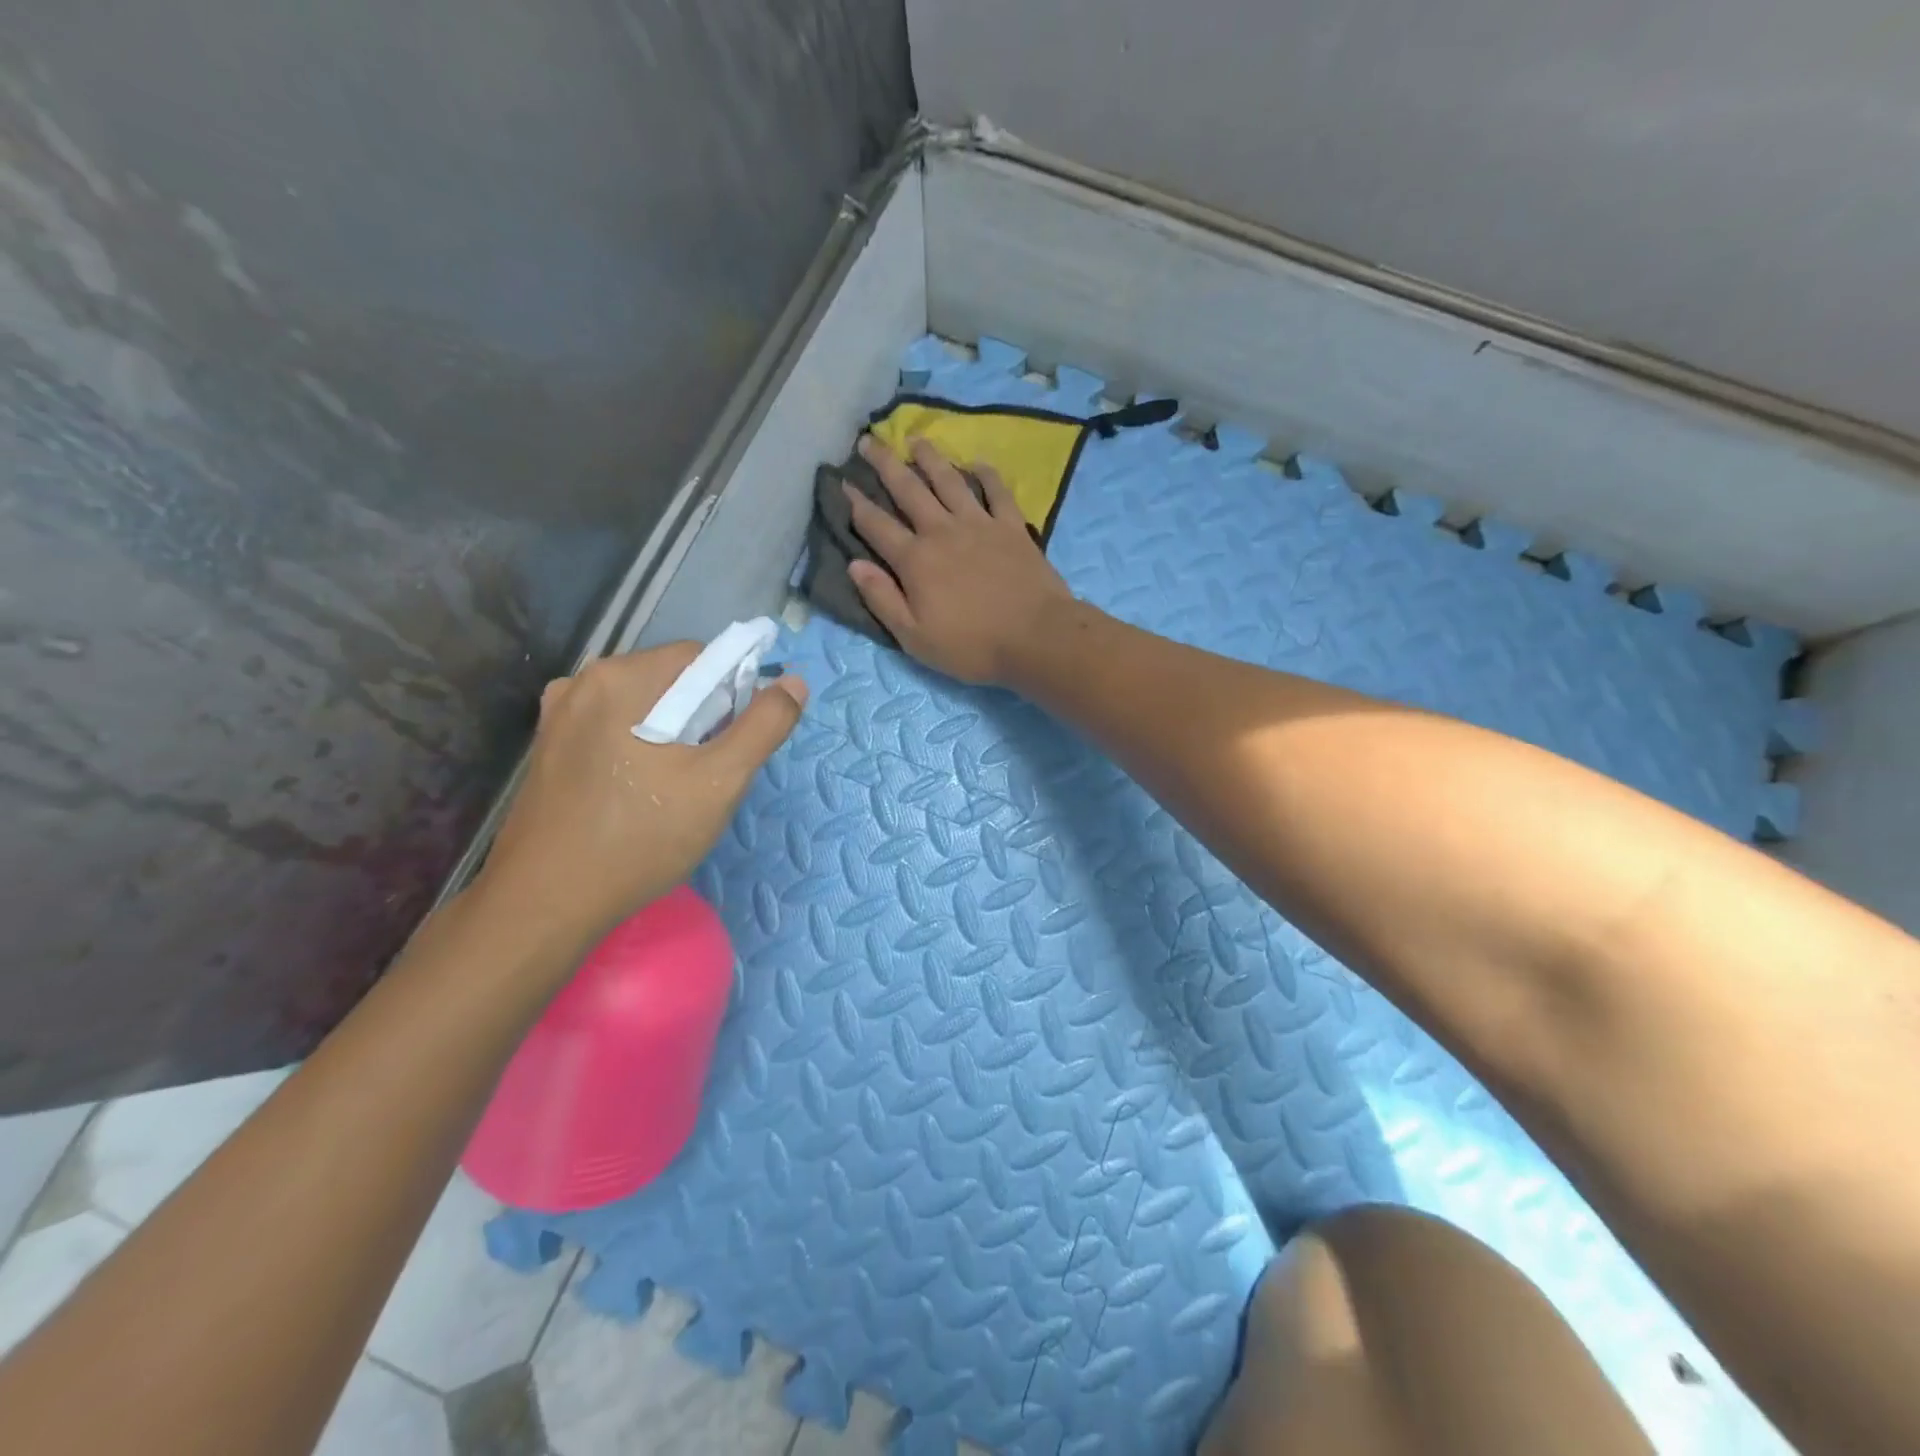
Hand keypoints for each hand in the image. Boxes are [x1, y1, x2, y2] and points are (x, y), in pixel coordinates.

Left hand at [474, 643, 806, 949]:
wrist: (545, 904)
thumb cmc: (640, 837)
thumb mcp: (719, 782)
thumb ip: (763, 727)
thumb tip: (795, 684)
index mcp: (621, 677)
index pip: (701, 658)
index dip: (732, 694)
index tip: (734, 743)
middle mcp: (583, 682)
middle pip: (670, 680)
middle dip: (702, 717)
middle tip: (708, 773)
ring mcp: (559, 716)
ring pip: (643, 707)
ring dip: (672, 735)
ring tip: (676, 788)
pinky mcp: (549, 749)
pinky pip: (613, 730)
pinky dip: (639, 748)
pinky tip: (640, 793)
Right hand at [845, 435, 1073, 685]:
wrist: (1036, 637)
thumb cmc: (972, 646)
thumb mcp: (915, 637)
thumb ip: (882, 599)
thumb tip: (854, 565)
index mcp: (915, 560)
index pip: (876, 526)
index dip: (855, 504)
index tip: (841, 482)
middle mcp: (943, 531)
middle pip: (908, 490)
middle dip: (885, 464)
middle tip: (869, 440)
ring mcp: (980, 524)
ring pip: (949, 481)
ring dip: (930, 458)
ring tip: (916, 439)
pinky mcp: (1012, 526)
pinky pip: (996, 491)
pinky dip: (985, 474)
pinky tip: (976, 463)